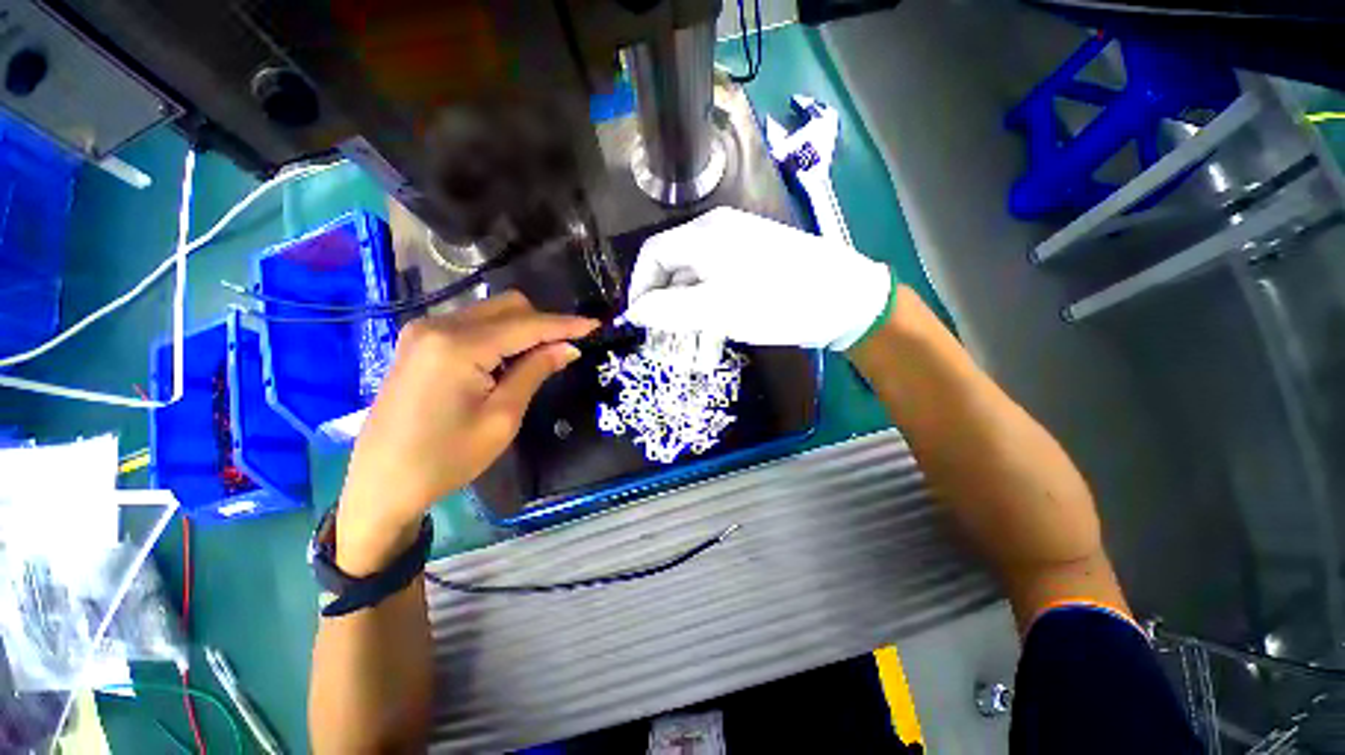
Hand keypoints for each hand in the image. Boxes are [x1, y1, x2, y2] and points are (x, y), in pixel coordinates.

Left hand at [336, 292, 597, 574]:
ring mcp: (424, 331)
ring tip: (538, 359)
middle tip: (565, 350)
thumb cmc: (446, 458)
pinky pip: (472, 324)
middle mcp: (439, 325)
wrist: (381, 483)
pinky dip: (498, 335)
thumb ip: (535, 372)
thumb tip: (568, 347)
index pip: (527, 325)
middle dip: (543, 323)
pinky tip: (505, 362)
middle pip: (508, 306)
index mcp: (459, 345)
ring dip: (522, 329)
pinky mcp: (418, 342)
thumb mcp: (502, 417)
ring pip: (490, 312)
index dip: (565, 324)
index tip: (595, 325)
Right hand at [622, 207, 892, 349]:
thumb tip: (635, 311)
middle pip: (675, 268)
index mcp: (703, 235)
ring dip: (688, 313)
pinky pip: (719, 284)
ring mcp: (738, 247)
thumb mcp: (714, 309)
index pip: (653, 255)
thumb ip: (668, 309)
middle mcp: (717, 233)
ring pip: (698, 281)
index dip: (640, 288)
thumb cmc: (774, 301)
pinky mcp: (754, 264)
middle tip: (665, 339)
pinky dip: (709, 309)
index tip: (639, 321)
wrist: (843, 299)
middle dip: (665, 305)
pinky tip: (715, 332)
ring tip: (691, 346)